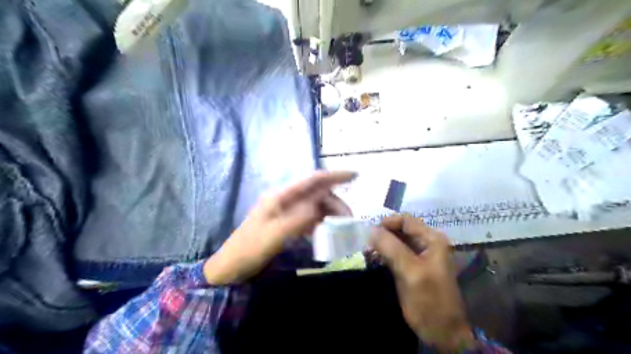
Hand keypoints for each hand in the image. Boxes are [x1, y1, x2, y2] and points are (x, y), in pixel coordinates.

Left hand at [203, 171, 353, 284]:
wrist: (232, 266)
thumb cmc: (249, 249)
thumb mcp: (273, 235)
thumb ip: (297, 218)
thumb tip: (319, 205)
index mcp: (281, 196)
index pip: (312, 180)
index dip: (334, 176)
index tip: (355, 175)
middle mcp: (286, 200)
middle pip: (317, 194)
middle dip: (336, 204)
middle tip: (349, 222)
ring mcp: (287, 211)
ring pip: (316, 207)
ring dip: (330, 215)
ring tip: (342, 230)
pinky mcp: (288, 223)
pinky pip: (310, 219)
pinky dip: (321, 224)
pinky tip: (328, 234)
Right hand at [368, 216, 474, 351]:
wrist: (442, 333)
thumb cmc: (429, 301)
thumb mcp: (410, 272)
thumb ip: (391, 248)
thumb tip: (371, 229)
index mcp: (432, 239)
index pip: (406, 220)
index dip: (387, 223)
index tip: (369, 233)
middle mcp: (427, 243)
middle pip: (400, 230)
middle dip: (383, 235)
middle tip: (366, 244)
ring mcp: (420, 256)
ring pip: (396, 242)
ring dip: (382, 245)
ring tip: (367, 253)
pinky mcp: (413, 267)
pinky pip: (396, 254)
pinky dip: (384, 255)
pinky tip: (374, 260)